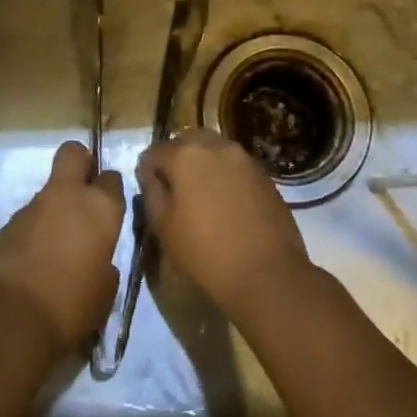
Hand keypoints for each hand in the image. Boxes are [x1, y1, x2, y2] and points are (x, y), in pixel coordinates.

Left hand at [0, 141, 125, 355]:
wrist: (12, 319)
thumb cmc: (72, 306)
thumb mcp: (105, 291)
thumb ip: (105, 265)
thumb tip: (98, 261)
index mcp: (101, 208)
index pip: (112, 178)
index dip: (109, 190)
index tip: (108, 208)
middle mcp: (68, 196)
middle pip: (74, 153)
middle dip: (80, 163)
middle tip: (82, 192)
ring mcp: (33, 207)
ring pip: (49, 191)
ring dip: (54, 209)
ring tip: (55, 248)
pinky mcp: (6, 224)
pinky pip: (28, 219)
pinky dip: (33, 232)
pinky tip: (33, 262)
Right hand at [138, 130, 312, 322]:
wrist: (267, 274)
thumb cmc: (205, 253)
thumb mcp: (164, 227)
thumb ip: (151, 191)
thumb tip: (149, 173)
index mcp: (185, 154)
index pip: (155, 151)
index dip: (149, 171)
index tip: (151, 193)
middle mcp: (215, 145)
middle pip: (187, 141)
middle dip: (177, 160)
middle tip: (176, 192)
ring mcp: (244, 157)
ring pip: (213, 150)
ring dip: (203, 165)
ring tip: (202, 197)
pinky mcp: (264, 173)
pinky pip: (235, 165)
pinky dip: (225, 175)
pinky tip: (226, 204)